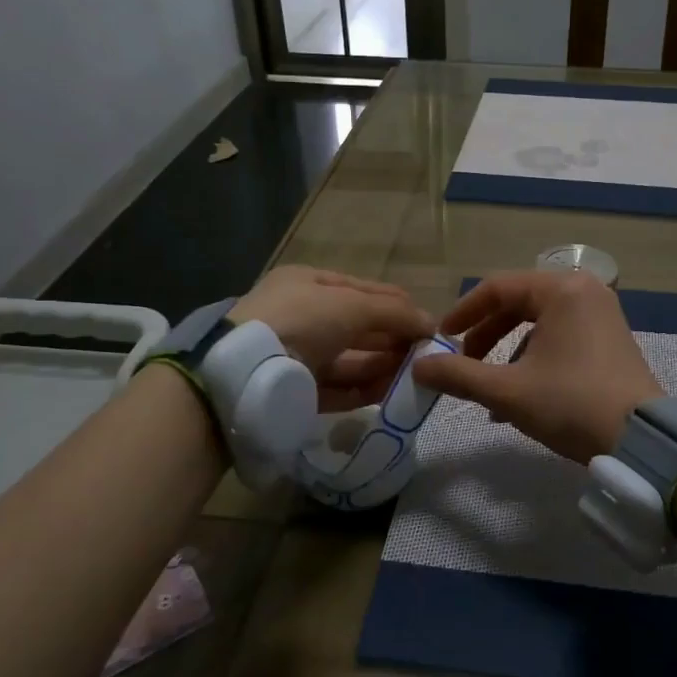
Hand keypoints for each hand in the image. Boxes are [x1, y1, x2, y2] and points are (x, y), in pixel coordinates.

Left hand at [230, 266, 434, 411]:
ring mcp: (297, 355)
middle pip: (359, 327)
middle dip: (393, 339)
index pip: (363, 290)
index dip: (397, 305)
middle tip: (426, 355)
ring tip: (416, 375)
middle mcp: (302, 317)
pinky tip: (391, 393)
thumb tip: (432, 325)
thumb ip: (395, 313)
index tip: (429, 325)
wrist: (244, 371)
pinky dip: (364, 389)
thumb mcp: (352, 305)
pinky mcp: (296, 391)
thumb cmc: (301, 320)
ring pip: (350, 359)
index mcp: (308, 284)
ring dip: (383, 366)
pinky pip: (337, 388)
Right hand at [411, 270, 661, 461]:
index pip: (497, 288)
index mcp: (561, 289)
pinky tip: (521, 396)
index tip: (440, 340)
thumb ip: (458, 375)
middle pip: (518, 303)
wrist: (643, 441)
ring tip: (490, 390)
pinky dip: (534, 358)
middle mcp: (584, 291)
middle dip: (485, 336)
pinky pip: (560, 336)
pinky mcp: (611, 338)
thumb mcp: (508, 391)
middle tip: (462, 363)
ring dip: (507, 353)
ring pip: (538, 323)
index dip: (462, 313)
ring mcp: (602, 314)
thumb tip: (418, 366)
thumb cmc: (572, 404)